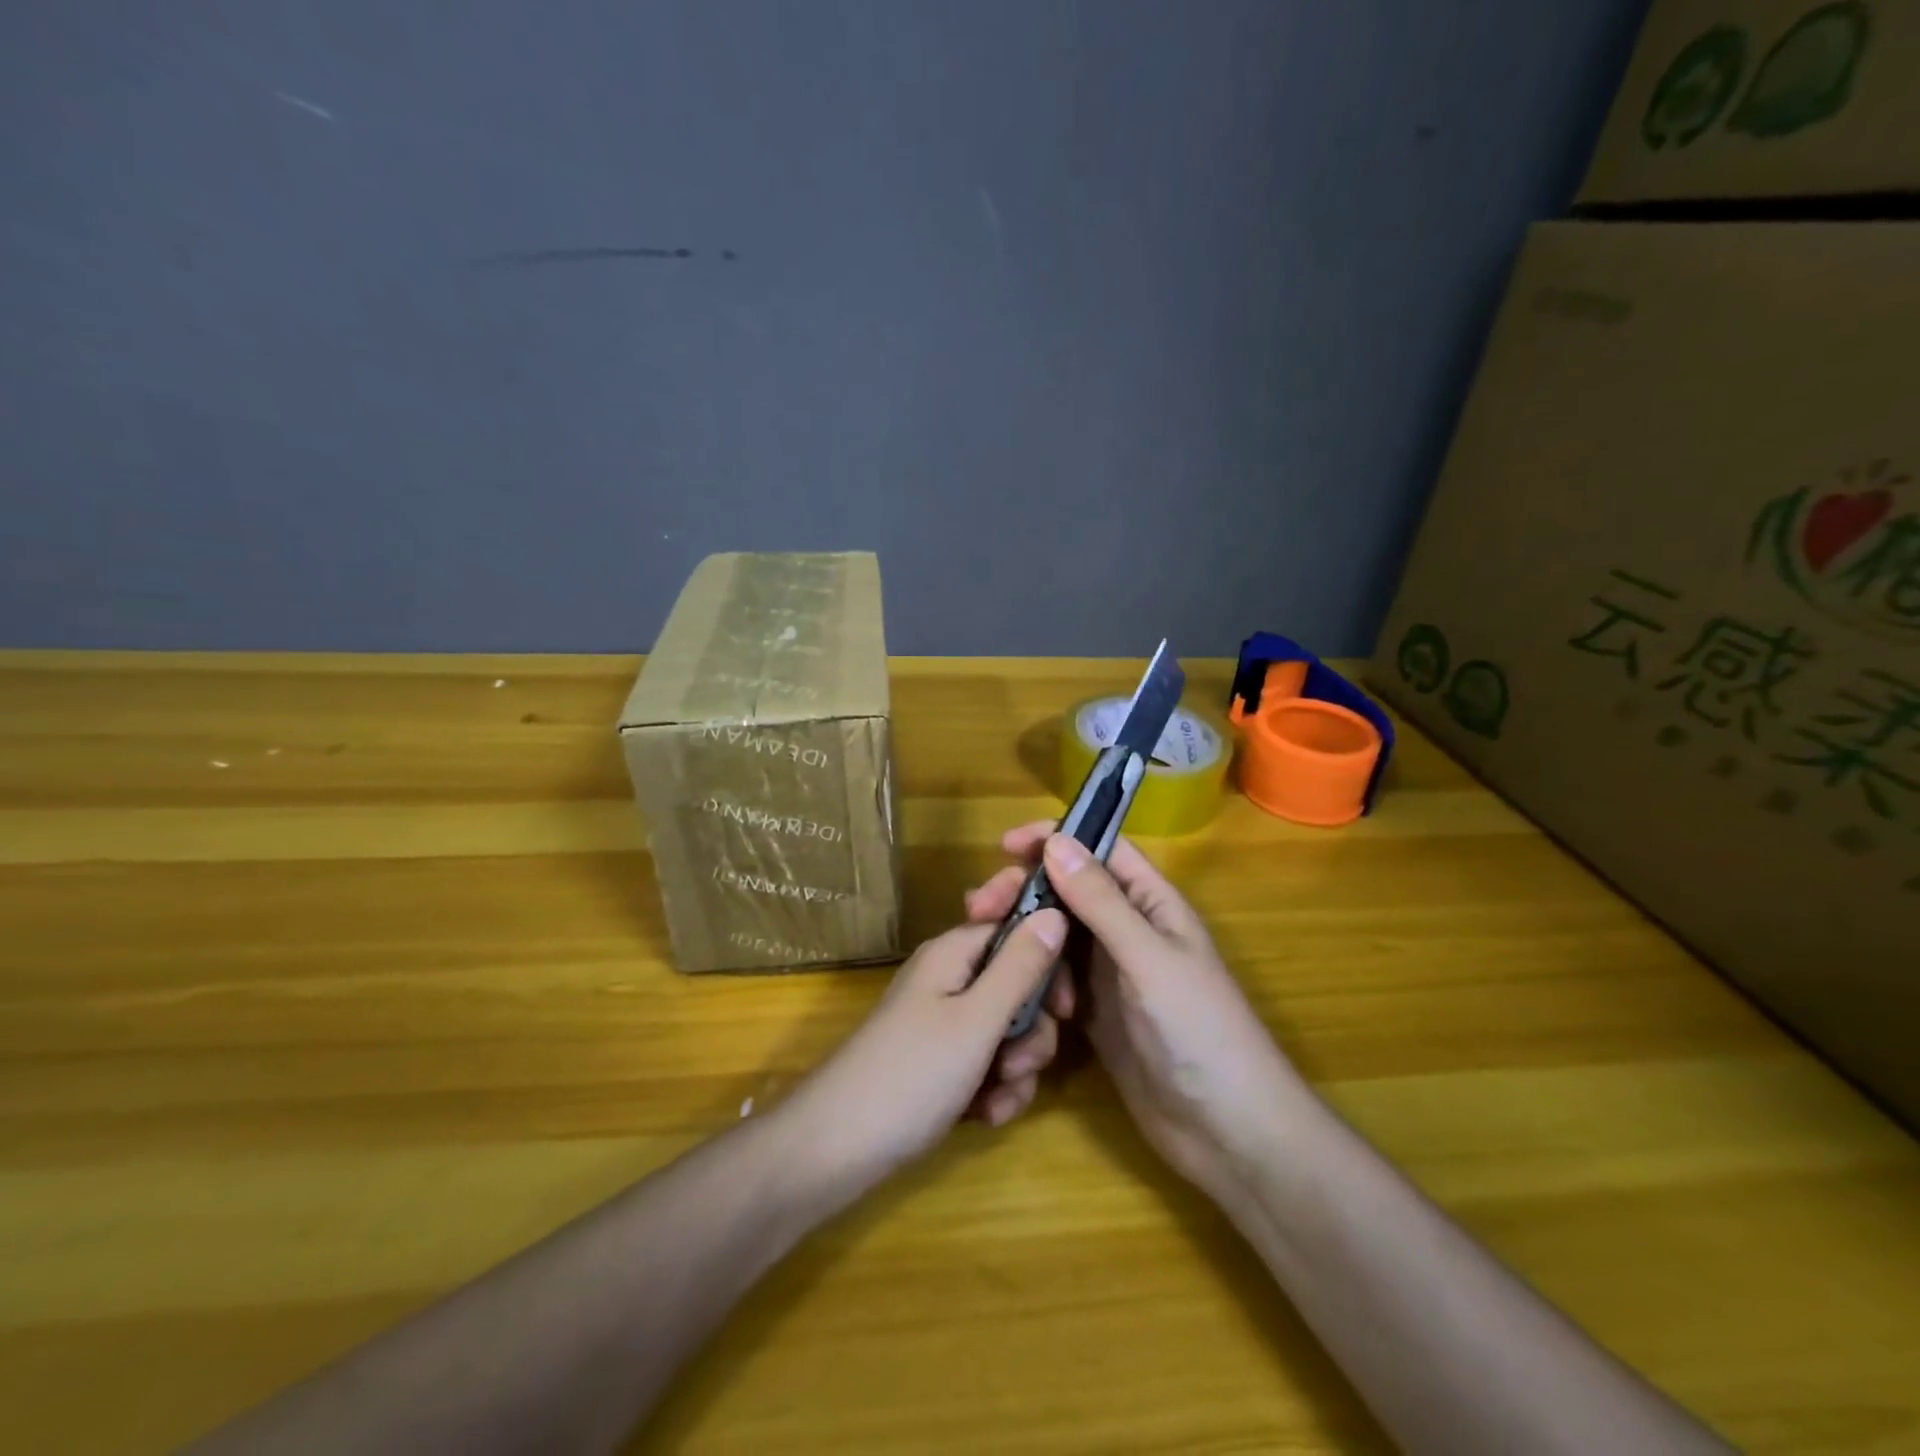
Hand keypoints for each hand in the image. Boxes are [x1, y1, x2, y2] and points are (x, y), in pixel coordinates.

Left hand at [784, 908, 1073, 1187]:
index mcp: (954, 953)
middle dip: (1032, 1028)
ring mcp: (944, 1022)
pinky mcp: (942, 1061)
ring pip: (1009, 1030)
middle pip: (1019, 984)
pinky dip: (996, 1088)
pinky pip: (989, 1062)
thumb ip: (1020, 966)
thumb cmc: (911, 1073)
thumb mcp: (976, 1020)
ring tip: (997, 1095)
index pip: (1017, 927)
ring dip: (1017, 1066)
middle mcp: (950, 978)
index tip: (1065, 1002)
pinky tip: (985, 1115)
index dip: (1048, 958)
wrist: (837, 1148)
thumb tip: (1055, 911)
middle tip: (1021, 1060)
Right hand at [966, 825, 1301, 1202]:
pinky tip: (1010, 990)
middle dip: (1026, 891)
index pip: (1101, 850)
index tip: (1005, 845)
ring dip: (1024, 935)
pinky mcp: (1094, 1013)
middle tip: (979, 906)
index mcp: (1152, 904)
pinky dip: (1032, 977)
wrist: (1227, 1132)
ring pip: (1056, 935)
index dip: (1056, 838)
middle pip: (1069, 891)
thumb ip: (1101, 901)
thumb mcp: (1148, 958)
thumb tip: (1055, 841)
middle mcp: (1128, 930)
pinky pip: (1054, 979)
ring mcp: (1110, 973)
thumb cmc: (1200, 1031)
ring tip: (984, 944)